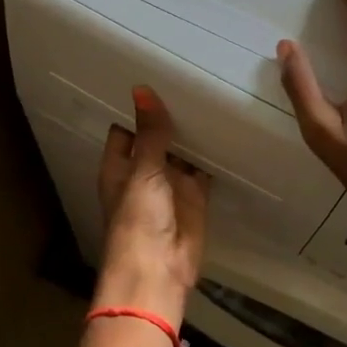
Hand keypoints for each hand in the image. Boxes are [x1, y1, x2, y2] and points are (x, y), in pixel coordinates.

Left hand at [94, 85, 209, 322]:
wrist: (159, 272)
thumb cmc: (138, 220)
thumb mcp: (143, 170)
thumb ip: (150, 132)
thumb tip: (142, 89)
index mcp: (120, 165)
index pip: (127, 128)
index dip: (138, 107)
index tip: (155, 75)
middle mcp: (144, 171)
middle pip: (157, 137)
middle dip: (170, 116)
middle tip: (192, 76)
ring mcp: (171, 183)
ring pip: (182, 151)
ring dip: (193, 132)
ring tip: (211, 93)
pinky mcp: (195, 196)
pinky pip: (204, 168)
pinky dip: (213, 153)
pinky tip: (226, 127)